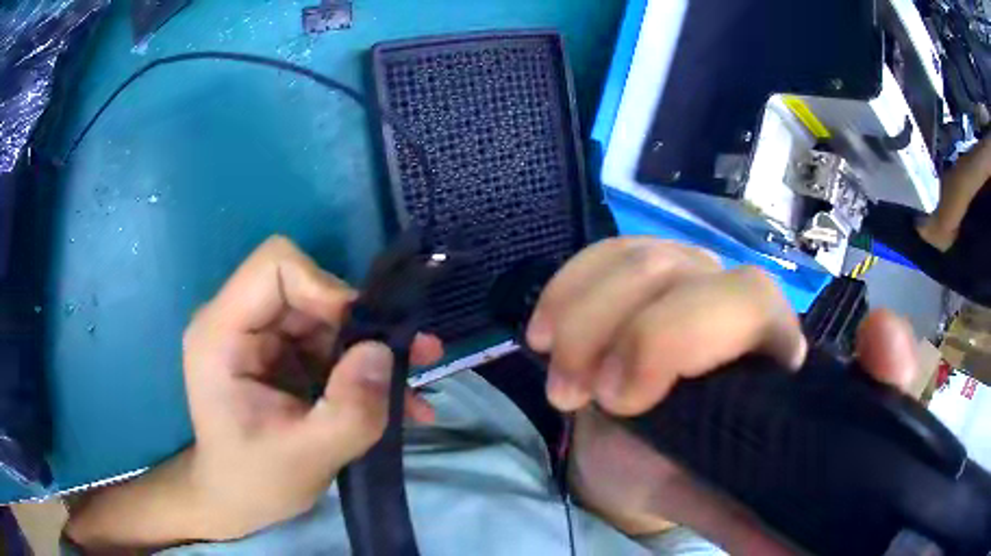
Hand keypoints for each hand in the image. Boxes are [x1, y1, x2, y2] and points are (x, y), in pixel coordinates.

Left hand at [181, 236, 442, 538]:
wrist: (237, 500)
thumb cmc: (255, 482)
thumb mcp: (307, 457)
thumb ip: (350, 410)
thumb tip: (385, 352)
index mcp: (221, 334)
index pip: (274, 267)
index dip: (324, 288)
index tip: (362, 336)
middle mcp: (237, 322)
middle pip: (307, 288)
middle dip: (358, 324)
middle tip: (407, 360)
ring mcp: (260, 337)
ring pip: (326, 314)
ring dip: (370, 348)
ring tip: (413, 385)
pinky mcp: (280, 354)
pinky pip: (329, 341)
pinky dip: (362, 367)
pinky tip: (397, 400)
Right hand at [526, 238, 917, 552]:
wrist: (632, 443)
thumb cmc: (685, 471)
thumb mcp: (724, 502)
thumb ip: (758, 525)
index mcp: (784, 365)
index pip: (832, 346)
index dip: (862, 345)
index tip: (795, 370)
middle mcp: (749, 311)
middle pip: (730, 292)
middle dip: (660, 340)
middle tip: (605, 398)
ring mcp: (691, 277)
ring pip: (653, 263)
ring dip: (593, 322)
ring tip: (565, 387)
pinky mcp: (639, 268)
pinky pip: (606, 253)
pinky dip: (570, 287)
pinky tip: (545, 333)